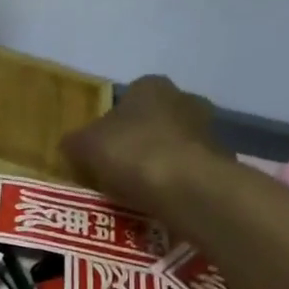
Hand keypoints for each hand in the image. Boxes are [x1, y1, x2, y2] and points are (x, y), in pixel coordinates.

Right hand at [62, 75, 220, 216]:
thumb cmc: (131, 153)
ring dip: (154, 164)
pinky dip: (171, 183)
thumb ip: (74, 141)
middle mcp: (183, 98)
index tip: (98, 149)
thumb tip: (70, 144)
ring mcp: (206, 130)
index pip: (126, 99)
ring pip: (170, 146)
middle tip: (113, 170)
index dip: (109, 124)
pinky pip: (185, 171)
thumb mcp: (83, 146)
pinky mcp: (218, 162)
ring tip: (133, 191)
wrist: (185, 186)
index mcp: (150, 86)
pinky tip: (155, 202)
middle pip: (151, 122)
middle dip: (135, 142)